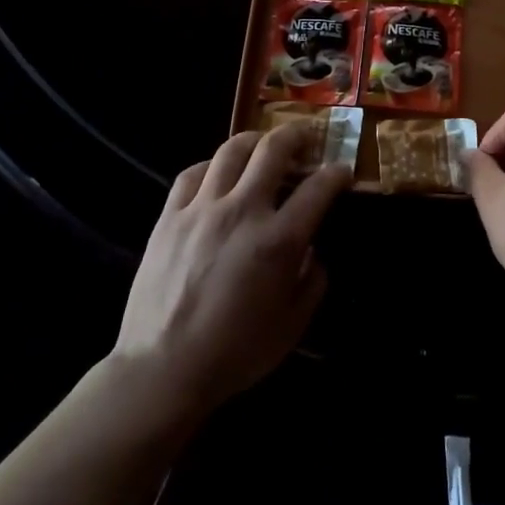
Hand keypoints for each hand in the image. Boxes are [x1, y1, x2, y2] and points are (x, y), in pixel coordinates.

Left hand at [113, 124, 347, 416]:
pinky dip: (212, 164)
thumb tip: (311, 253)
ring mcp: (202, 209)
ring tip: (263, 144)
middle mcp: (243, 211)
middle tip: (306, 137)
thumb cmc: (235, 352)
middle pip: (274, 150)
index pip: (318, 188)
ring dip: (255, 140)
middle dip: (297, 135)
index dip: (337, 175)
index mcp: (278, 240)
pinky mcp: (170, 216)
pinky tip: (218, 172)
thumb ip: (312, 281)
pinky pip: (193, 172)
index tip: (342, 172)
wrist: (163, 369)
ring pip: (231, 150)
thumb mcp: (292, 325)